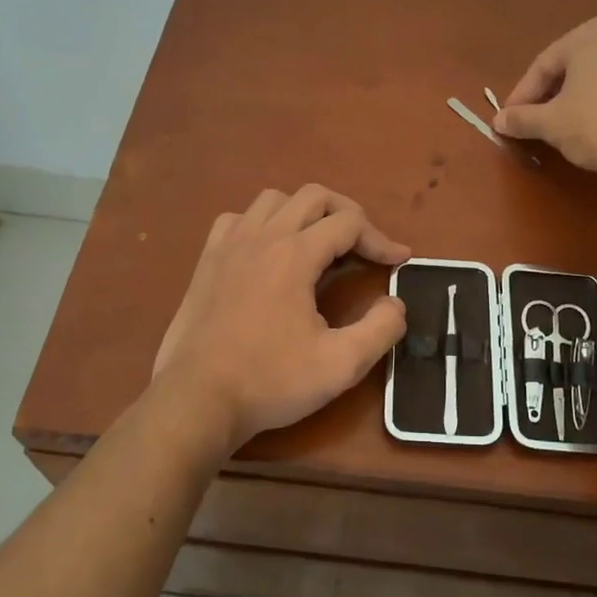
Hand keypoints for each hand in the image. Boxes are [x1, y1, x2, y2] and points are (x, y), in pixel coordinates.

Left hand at [151, 185, 410, 460]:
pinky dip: (261, 224)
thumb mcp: (341, 364)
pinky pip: (237, 219)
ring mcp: (229, 245)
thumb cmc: (270, 382)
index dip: (381, 239)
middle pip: (314, 197)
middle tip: (364, 246)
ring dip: (304, 213)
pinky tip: (267, 251)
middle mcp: (262, 237)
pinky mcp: (206, 261)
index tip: (400, 261)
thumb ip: (381, 329)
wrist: (197, 400)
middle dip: (348, 214)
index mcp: (295, 255)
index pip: (349, 223)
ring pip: (273, 200)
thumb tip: (395, 303)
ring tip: (319, 244)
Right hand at [494, 15, 596, 177]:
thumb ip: (522, 118)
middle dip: (547, 96)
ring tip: (559, 128)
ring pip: (594, 78)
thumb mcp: (551, 123)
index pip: (542, 66)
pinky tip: (592, 128)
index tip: (508, 121)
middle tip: (531, 123)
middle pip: (569, 68)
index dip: (521, 96)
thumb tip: (498, 120)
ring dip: (573, 100)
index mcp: (589, 34)